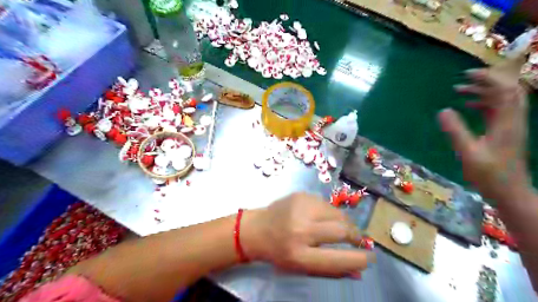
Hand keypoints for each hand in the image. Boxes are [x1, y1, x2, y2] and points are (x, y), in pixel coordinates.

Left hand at [242, 192, 372, 276]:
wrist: (257, 228)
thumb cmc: (279, 252)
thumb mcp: (301, 268)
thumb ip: (331, 270)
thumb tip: (359, 271)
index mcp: (299, 254)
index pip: (337, 258)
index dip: (359, 259)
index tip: (371, 257)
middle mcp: (300, 229)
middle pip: (341, 230)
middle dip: (355, 236)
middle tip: (358, 240)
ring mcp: (301, 208)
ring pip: (337, 214)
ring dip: (344, 223)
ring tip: (341, 228)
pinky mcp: (301, 195)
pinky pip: (327, 204)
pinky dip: (331, 213)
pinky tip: (323, 218)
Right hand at [442, 60, 528, 201]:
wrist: (509, 191)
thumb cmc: (488, 174)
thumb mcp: (467, 152)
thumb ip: (455, 131)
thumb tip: (442, 111)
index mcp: (507, 122)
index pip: (504, 89)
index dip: (488, 78)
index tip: (466, 75)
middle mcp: (513, 119)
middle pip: (507, 89)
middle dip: (486, 80)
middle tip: (463, 79)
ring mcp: (510, 125)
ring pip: (501, 99)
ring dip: (483, 91)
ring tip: (460, 90)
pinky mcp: (505, 131)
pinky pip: (497, 109)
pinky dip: (483, 102)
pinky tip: (467, 105)